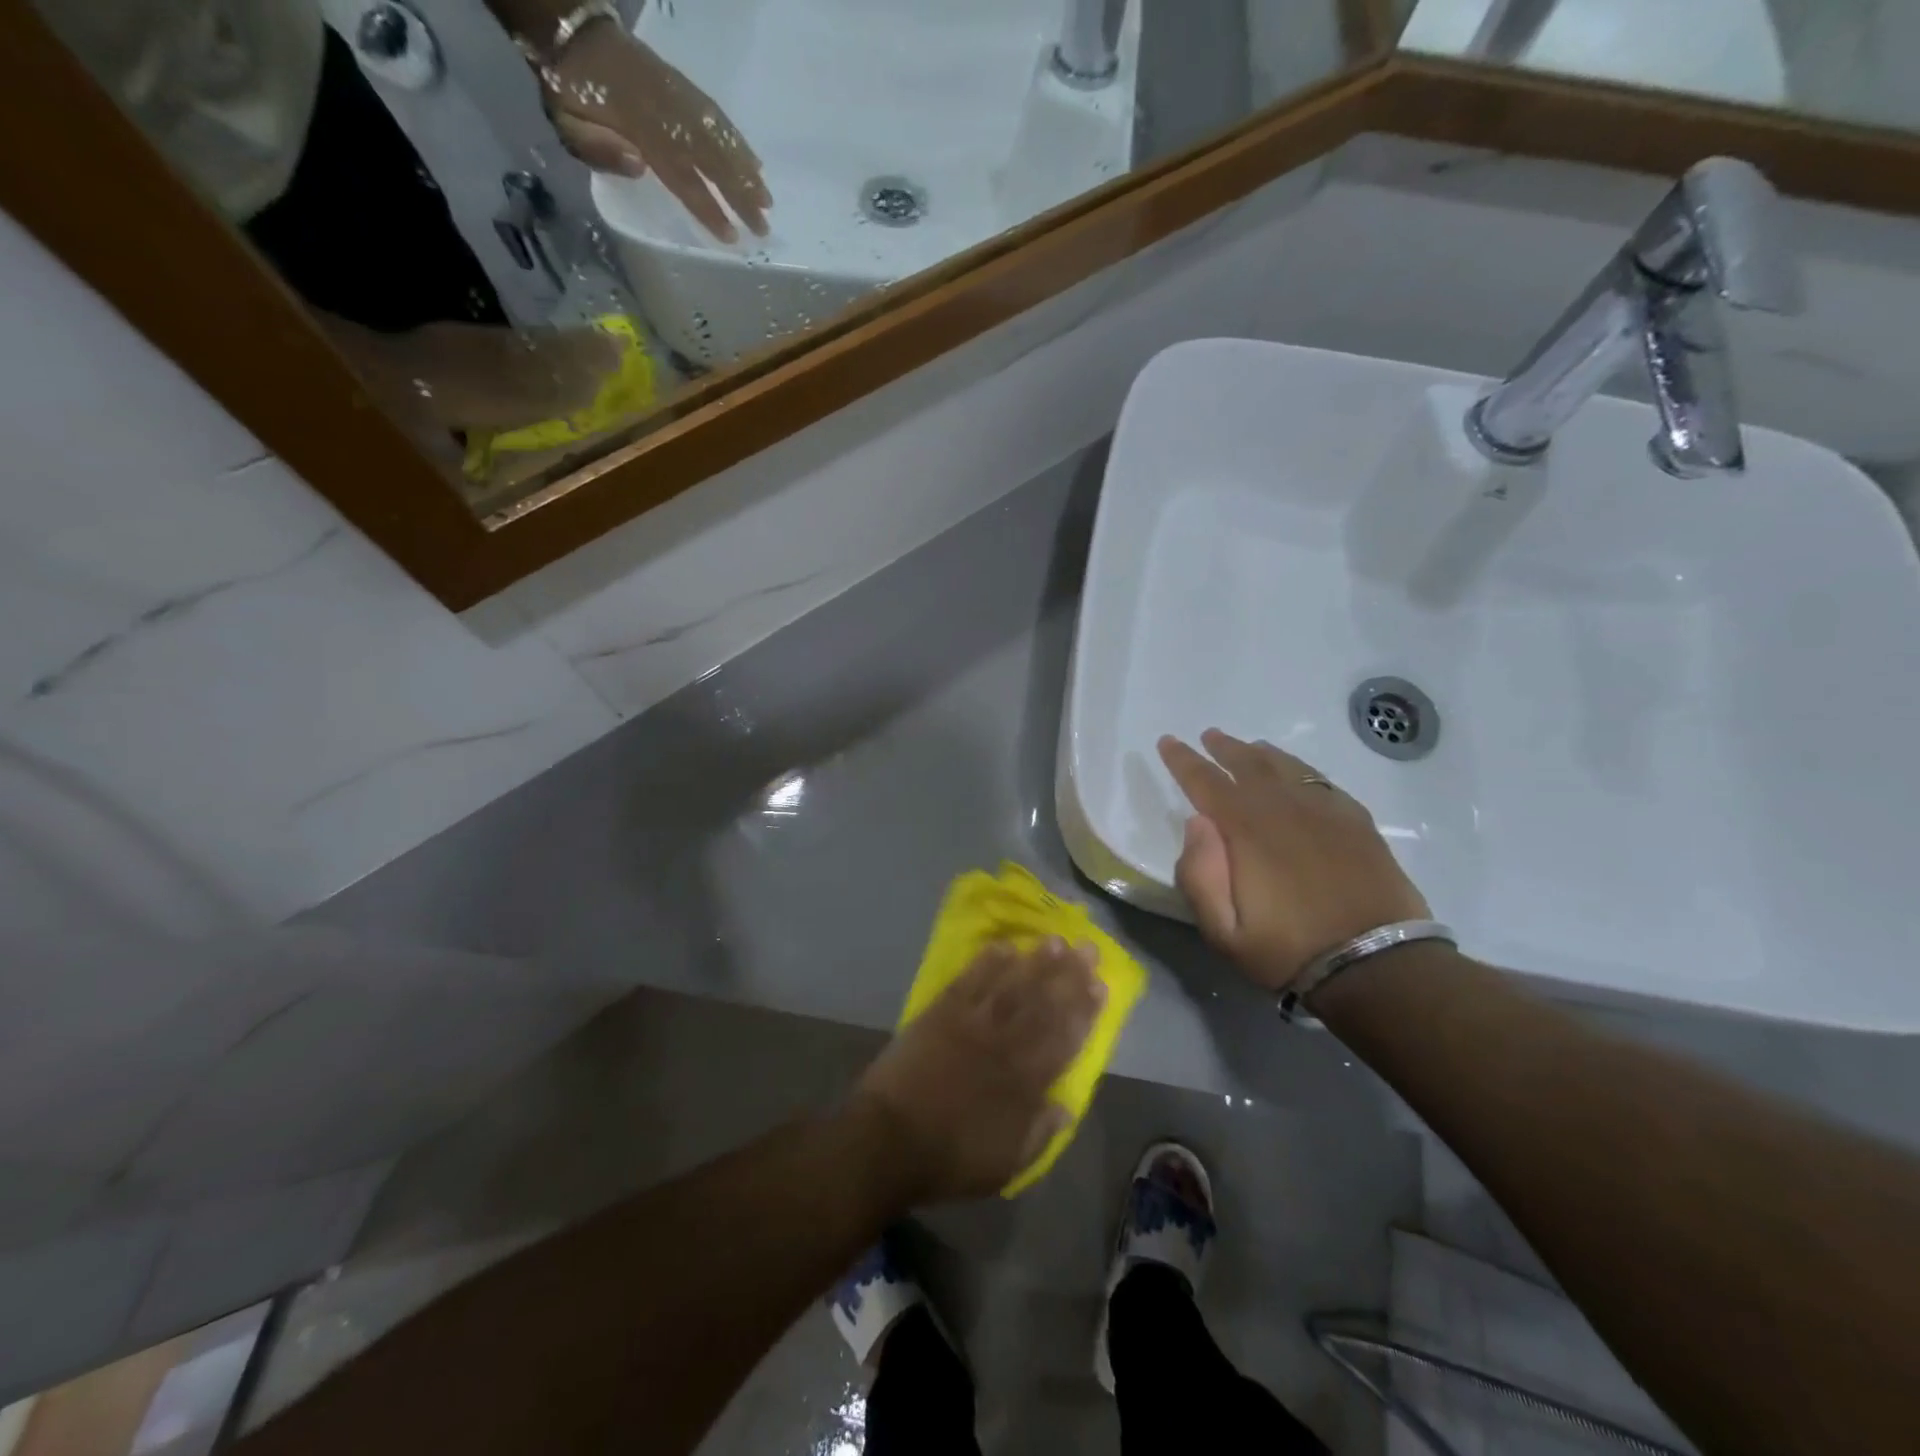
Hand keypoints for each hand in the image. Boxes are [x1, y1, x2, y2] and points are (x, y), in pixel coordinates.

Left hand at [544, 22, 769, 241]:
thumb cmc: (570, 92)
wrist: (573, 32)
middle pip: (711, 160)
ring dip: (746, 171)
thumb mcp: (567, 123)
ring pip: (719, 138)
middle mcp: (666, 115)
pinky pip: (716, 116)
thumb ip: (598, 148)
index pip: (682, 176)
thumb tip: (639, 165)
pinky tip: (754, 162)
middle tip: (764, 227)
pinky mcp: (683, 87)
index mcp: (638, 129)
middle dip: (740, 195)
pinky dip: (737, 140)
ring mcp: (678, 98)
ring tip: (767, 200)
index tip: (731, 235)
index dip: (708, 206)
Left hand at [851, 940, 1103, 1205]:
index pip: (1064, 1039)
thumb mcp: (1006, 1165)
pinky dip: (988, 962)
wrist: (890, 1140)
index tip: (1101, 985)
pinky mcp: (941, 1012)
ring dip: (1036, 962)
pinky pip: (970, 980)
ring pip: (1012, 986)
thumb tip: (1066, 1106)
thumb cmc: (950, 1158)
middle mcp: (1005, 1045)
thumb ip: (1040, 1133)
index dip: (1085, 1011)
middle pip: (1043, 1004)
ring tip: (1056, 941)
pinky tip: (1004, 946)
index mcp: (1025, 1083)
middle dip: (1069, 976)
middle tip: (1088, 949)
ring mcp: (972, 1023)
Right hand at [1158, 730, 1430, 991]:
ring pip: (1287, 767)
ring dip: (1261, 754)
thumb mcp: (1224, 932)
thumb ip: (1199, 875)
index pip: (1205, 781)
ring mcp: (1325, 812)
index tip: (1168, 742)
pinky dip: (1301, 770)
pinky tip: (1298, 775)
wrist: (1378, 966)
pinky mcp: (1357, 823)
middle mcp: (1284, 808)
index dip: (1183, 760)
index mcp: (1247, 830)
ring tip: (1249, 748)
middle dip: (1224, 748)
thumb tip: (1196, 822)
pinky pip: (1321, 781)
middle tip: (1209, 736)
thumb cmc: (1289, 951)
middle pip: (1248, 764)